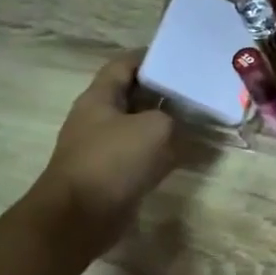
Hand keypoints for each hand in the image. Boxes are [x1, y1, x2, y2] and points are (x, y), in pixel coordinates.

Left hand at [26, 52, 177, 264]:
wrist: (79, 217)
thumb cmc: (113, 161)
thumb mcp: (155, 128)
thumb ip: (171, 118)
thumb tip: (174, 125)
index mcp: (100, 98)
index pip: (123, 65)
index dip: (149, 57)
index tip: (179, 57)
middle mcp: (97, 118)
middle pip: (132, 95)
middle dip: (162, 92)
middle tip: (195, 90)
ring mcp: (101, 148)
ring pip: (137, 126)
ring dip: (163, 124)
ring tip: (195, 120)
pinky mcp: (110, 174)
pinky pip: (139, 155)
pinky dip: (159, 152)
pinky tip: (183, 154)